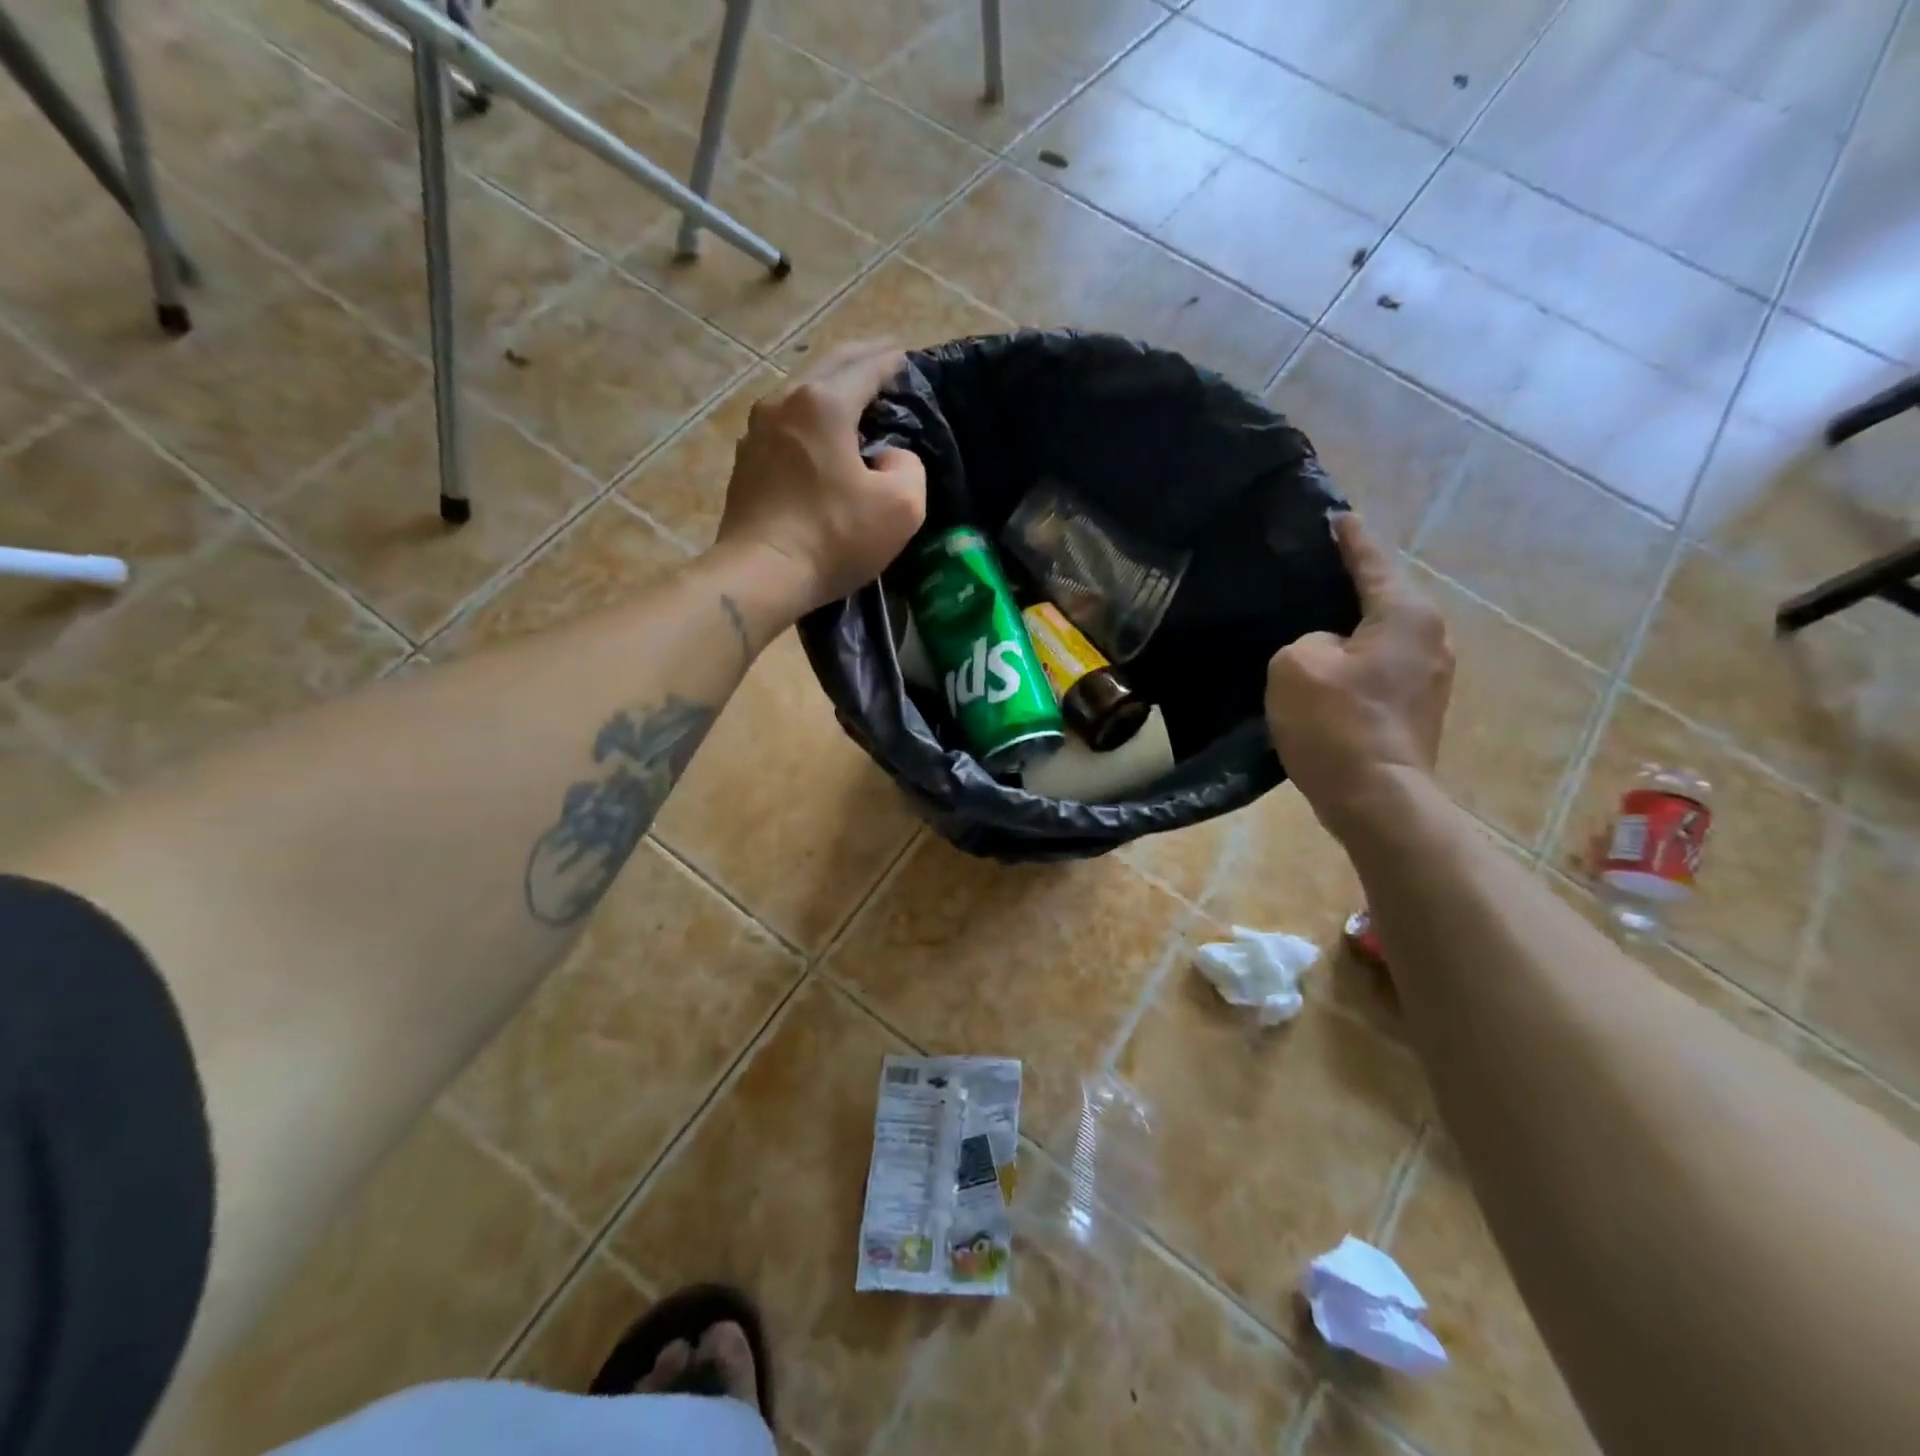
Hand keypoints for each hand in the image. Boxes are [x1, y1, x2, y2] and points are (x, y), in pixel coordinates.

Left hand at [715, 340, 927, 613]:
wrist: (761, 573)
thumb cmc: (834, 537)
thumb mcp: (900, 506)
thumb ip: (909, 468)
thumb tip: (890, 457)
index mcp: (825, 403)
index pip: (866, 366)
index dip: (890, 359)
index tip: (906, 356)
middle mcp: (785, 402)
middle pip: (828, 367)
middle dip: (859, 359)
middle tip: (883, 358)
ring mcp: (757, 430)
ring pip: (801, 393)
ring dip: (829, 387)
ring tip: (852, 394)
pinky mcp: (746, 460)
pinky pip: (785, 424)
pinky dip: (808, 418)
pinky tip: (818, 434)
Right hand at [1265, 513, 1453, 836]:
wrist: (1377, 797)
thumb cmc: (1336, 722)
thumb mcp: (1296, 663)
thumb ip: (1306, 638)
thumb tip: (1327, 649)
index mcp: (1406, 615)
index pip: (1372, 562)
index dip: (1350, 539)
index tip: (1338, 516)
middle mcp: (1430, 638)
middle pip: (1384, 599)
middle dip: (1352, 586)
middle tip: (1314, 575)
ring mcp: (1431, 677)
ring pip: (1383, 636)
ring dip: (1353, 630)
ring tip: (1316, 625)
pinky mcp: (1419, 708)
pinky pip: (1382, 666)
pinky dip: (1357, 661)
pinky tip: (1329, 671)